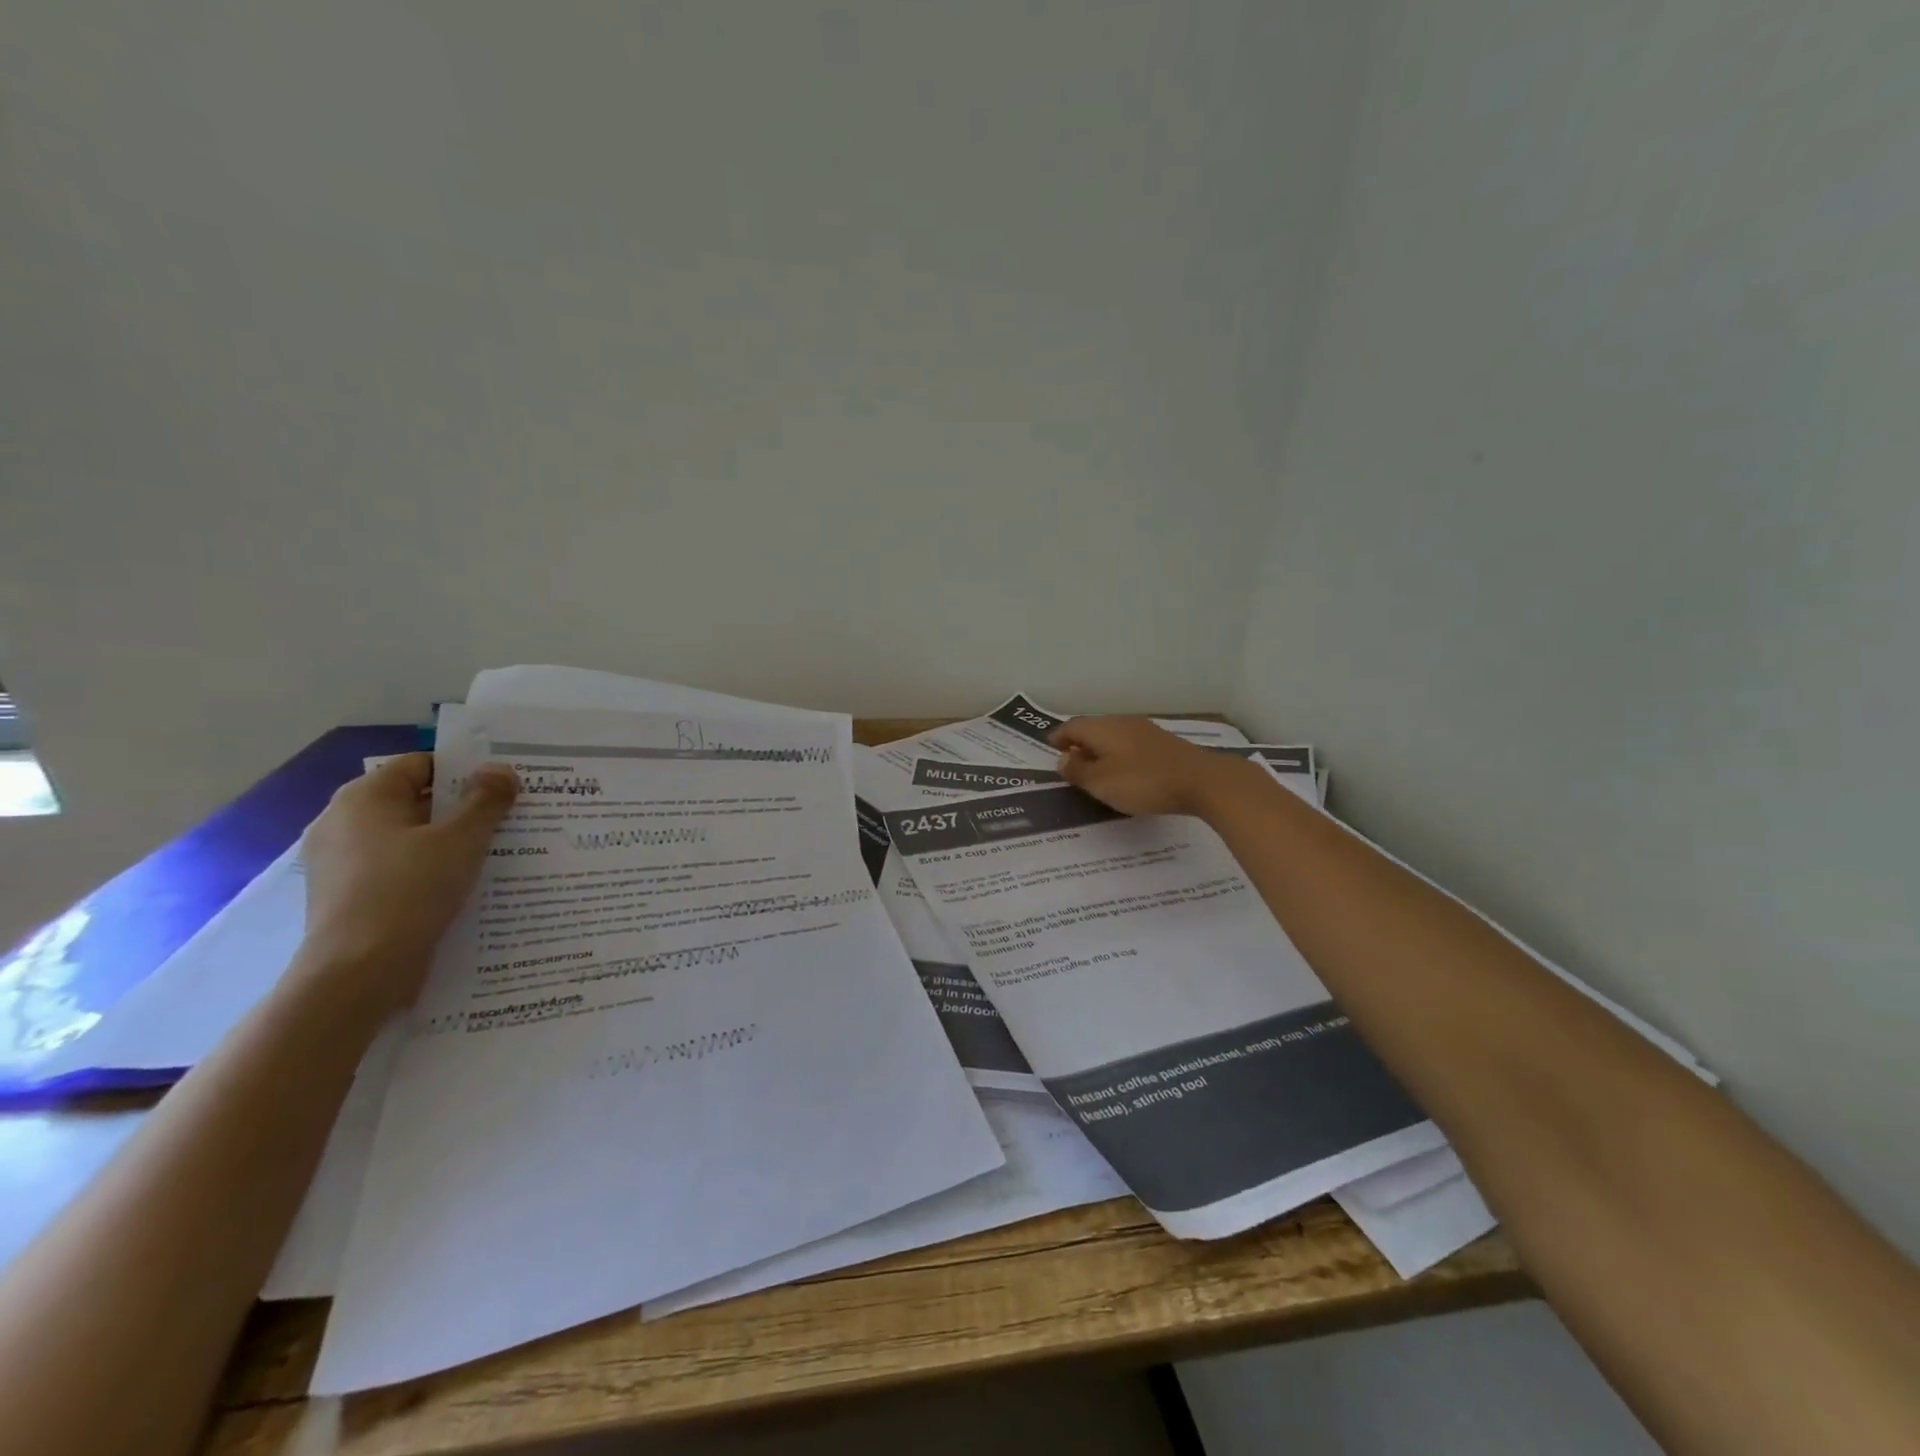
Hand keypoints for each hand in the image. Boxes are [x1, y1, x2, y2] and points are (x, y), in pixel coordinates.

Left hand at [299, 753, 518, 1011]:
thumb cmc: (409, 891)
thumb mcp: (461, 840)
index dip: (465, 770)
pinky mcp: (348, 896)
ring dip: (449, 840)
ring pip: (408, 837)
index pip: (421, 765)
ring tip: (496, 850)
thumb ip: (485, 800)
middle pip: (415, 801)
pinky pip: (397, 868)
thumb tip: (501, 770)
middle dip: (462, 807)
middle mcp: (343, 822)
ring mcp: (340, 862)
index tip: (504, 785)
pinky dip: (429, 869)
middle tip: (509, 815)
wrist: (358, 972)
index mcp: (363, 798)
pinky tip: (463, 883)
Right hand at [1049, 717, 1242, 816]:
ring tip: (1095, 768)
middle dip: (1079, 742)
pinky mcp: (1163, 743)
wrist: (1201, 781)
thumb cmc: (1143, 782)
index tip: (1051, 748)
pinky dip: (1119, 754)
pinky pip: (1130, 744)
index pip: (1072, 726)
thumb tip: (1063, 758)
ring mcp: (1145, 730)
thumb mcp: (1101, 782)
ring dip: (1101, 748)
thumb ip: (1078, 770)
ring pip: (1113, 735)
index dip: (1059, 737)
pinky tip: (1124, 769)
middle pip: (1093, 728)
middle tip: (1070, 760)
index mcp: (1102, 728)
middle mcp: (1122, 722)